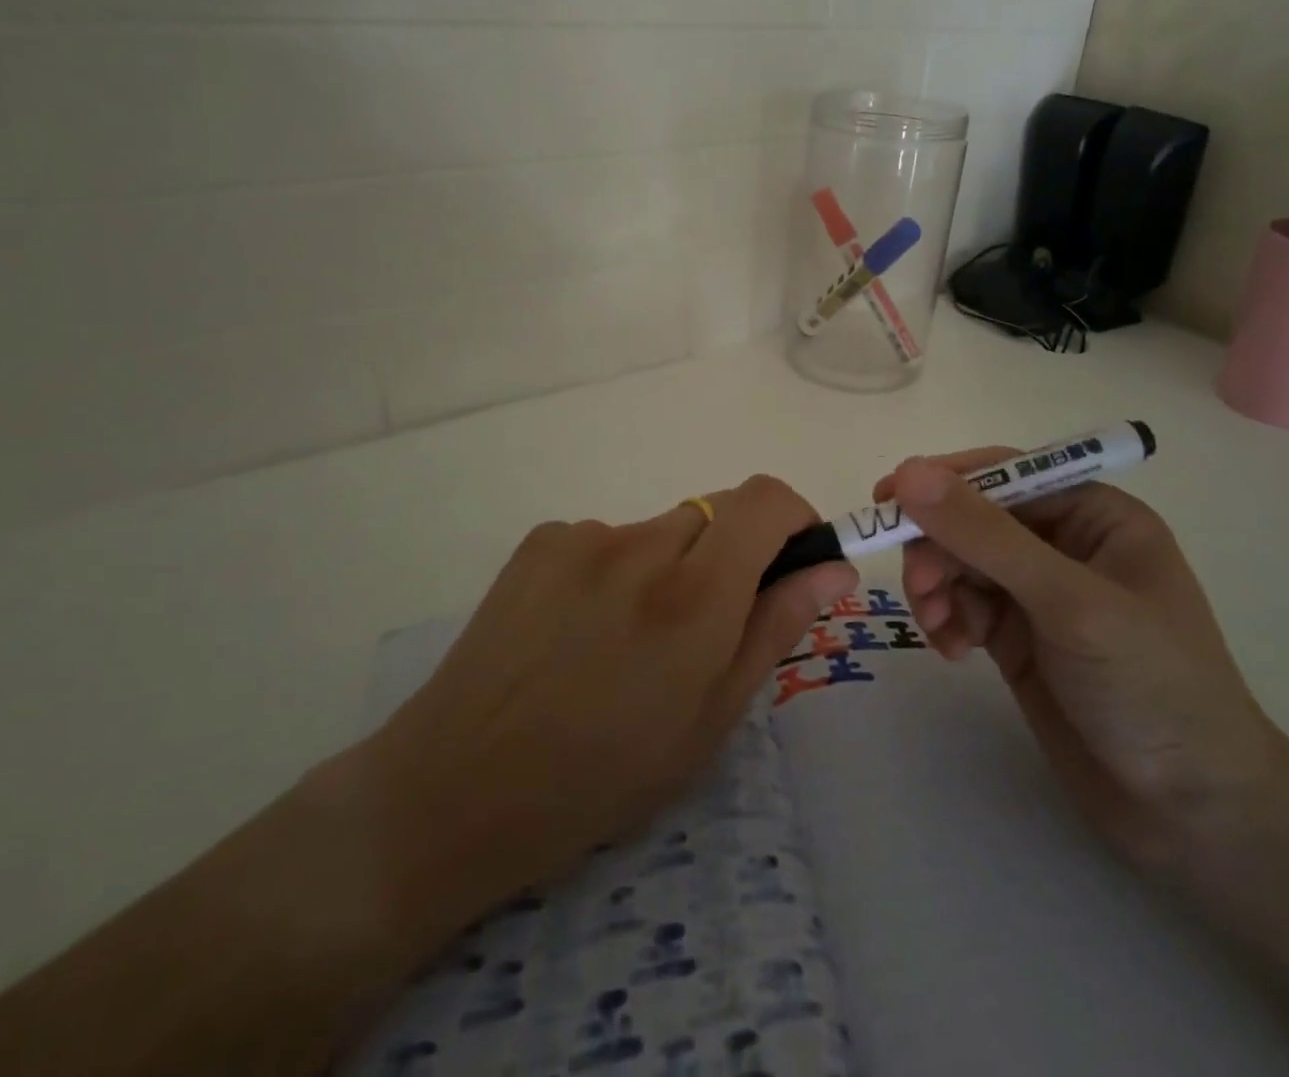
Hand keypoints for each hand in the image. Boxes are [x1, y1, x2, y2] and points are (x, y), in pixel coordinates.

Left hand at [362, 475, 856, 922]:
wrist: (455, 787)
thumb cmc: (601, 777)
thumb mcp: (709, 720)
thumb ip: (775, 627)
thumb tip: (832, 569)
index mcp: (694, 596)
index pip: (765, 500)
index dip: (792, 518)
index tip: (791, 562)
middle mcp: (640, 545)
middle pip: (714, 515)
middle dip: (727, 558)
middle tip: (698, 630)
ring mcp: (583, 535)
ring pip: (660, 531)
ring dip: (668, 567)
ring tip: (624, 642)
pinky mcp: (541, 539)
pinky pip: (607, 538)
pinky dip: (616, 570)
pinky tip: (578, 631)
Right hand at [879, 451, 1288, 873]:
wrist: (1192, 814)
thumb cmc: (1150, 686)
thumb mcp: (1068, 602)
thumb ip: (985, 535)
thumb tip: (909, 472)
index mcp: (1093, 514)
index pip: (1004, 473)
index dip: (944, 482)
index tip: (887, 499)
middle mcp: (1063, 543)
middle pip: (972, 518)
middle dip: (938, 546)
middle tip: (920, 587)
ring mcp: (1038, 592)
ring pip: (959, 561)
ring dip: (936, 586)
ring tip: (939, 627)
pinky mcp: (1018, 636)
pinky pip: (962, 604)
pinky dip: (946, 619)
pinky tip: (953, 651)